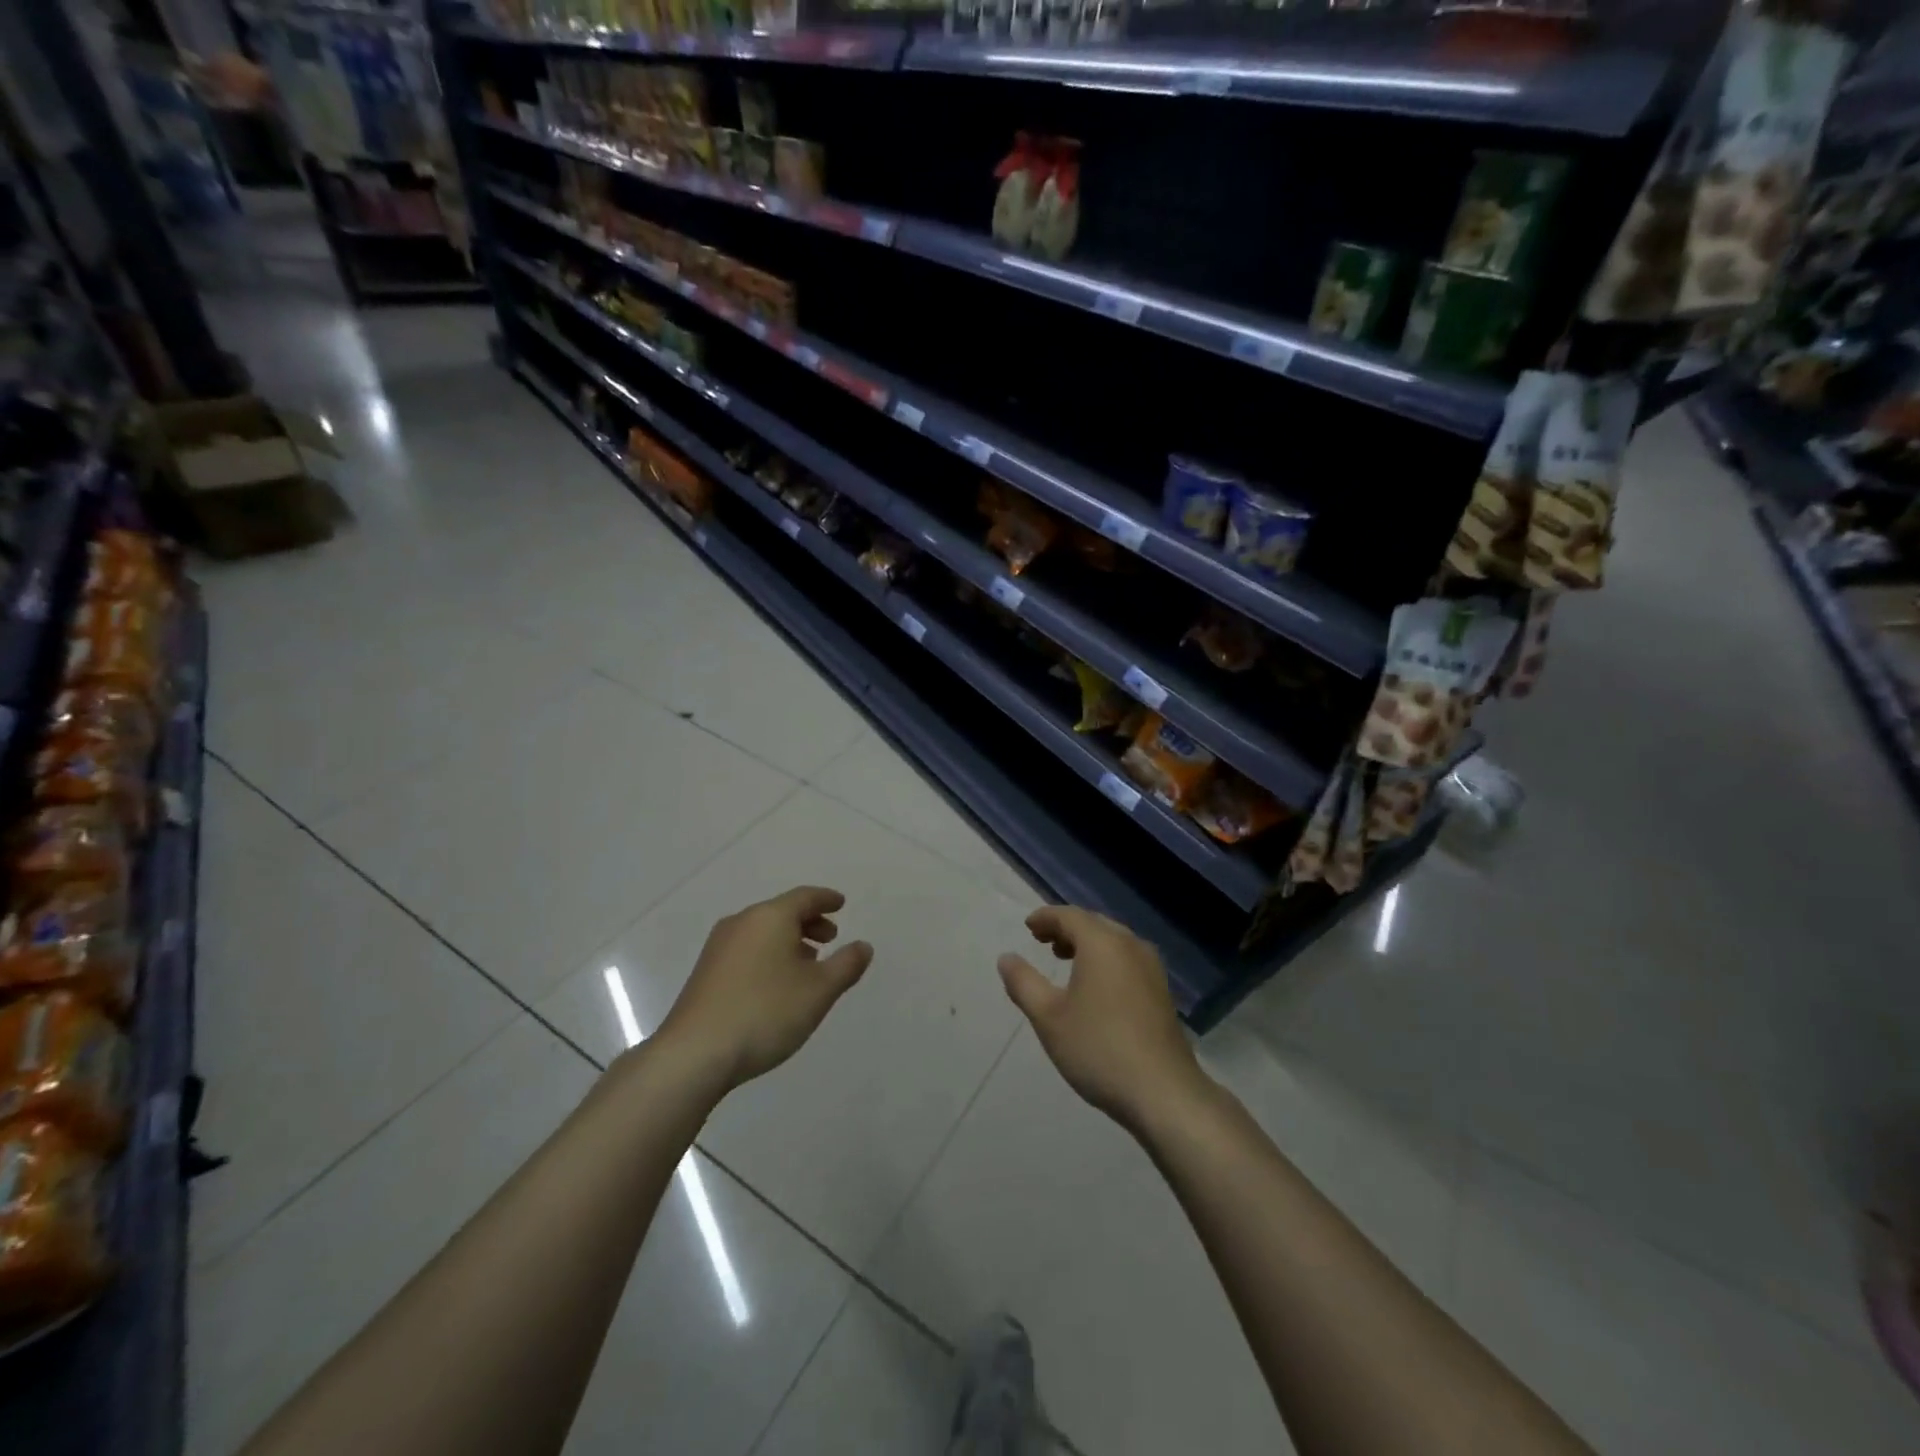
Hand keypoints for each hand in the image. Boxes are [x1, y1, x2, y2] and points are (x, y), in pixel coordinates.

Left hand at [655, 886, 872, 1092]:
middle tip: (830, 938)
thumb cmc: (765, 1013)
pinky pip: (747, 949)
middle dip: (809, 922)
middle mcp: (742, 923)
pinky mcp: (705, 972)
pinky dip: (769, 954)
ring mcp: (719, 947)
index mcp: (770, 917)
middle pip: (782, 912)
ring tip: (808, 964)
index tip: (841, 904)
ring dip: (789, 941)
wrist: (694, 1054)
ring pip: (763, 932)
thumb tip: (863, 946)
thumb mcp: (819, 991)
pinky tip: (776, 983)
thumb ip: (846, 965)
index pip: (805, 897)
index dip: (826, 899)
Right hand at [997, 905, 1208, 1132]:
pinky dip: (1105, 959)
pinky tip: (1095, 986)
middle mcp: (1131, 946)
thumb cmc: (1098, 1048)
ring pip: (1114, 941)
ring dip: (1087, 943)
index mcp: (1103, 943)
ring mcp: (1152, 968)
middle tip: (1043, 942)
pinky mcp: (1162, 991)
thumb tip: (1006, 958)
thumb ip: (1023, 982)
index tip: (1028, 927)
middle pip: (1094, 924)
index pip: (1069, 916)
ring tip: (1065, 960)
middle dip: (1066, 928)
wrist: (1163, 1092)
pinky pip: (1127, 959)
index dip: (1046, 918)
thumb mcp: (1048, 1017)